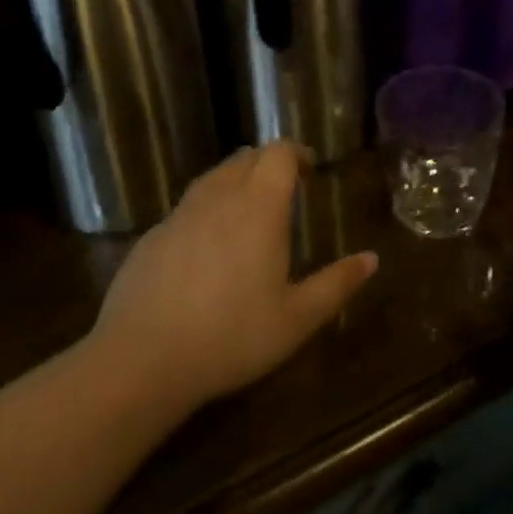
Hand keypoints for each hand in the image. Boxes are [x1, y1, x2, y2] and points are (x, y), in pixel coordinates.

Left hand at [88, 143, 377, 414]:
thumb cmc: (231, 336)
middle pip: (246, 158)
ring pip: (213, 177)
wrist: (141, 360)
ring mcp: (180, 214)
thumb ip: (337, 285)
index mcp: (259, 206)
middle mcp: (219, 197)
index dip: (296, 153)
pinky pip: (187, 206)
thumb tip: (372, 258)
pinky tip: (208, 245)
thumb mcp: (297, 319)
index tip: (309, 169)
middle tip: (286, 187)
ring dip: (236, 180)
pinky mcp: (152, 236)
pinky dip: (207, 208)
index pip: (278, 153)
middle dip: (269, 163)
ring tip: (249, 209)